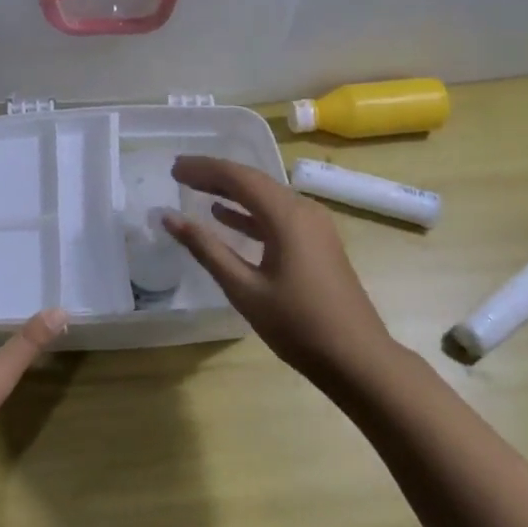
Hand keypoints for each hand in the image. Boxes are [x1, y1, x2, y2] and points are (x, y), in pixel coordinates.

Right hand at [163, 156, 394, 382]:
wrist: (357, 358)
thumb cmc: (297, 324)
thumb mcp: (244, 288)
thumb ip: (206, 249)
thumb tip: (169, 218)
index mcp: (287, 216)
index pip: (238, 177)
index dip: (203, 169)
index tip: (173, 168)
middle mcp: (304, 210)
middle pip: (253, 181)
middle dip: (215, 175)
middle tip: (179, 173)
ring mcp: (315, 225)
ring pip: (266, 197)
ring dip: (231, 192)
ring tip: (195, 189)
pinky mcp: (318, 242)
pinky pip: (278, 215)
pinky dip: (249, 212)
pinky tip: (225, 217)